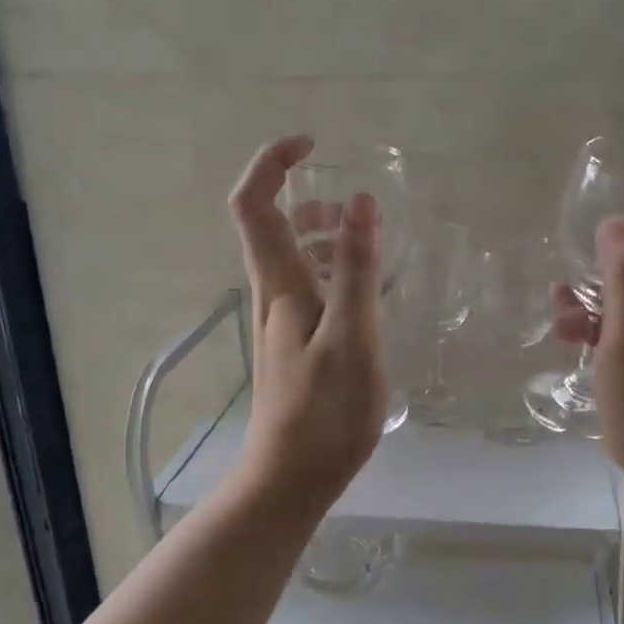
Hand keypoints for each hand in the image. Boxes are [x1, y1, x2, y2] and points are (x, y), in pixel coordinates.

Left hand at [227, 136, 385, 504]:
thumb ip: (357, 269)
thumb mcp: (351, 336)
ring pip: (293, 258)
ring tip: (369, 242)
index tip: (312, 145)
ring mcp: (282, 322)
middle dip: (308, 197)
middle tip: (356, 207)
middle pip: (271, 225)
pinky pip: (310, 288)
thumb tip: (361, 201)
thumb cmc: (324, 411)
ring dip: (325, 235)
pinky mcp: (295, 345)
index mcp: (279, 284)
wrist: (290, 478)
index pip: (254, 204)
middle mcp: (272, 294)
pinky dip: (335, 272)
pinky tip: (366, 293)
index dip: (272, 163)